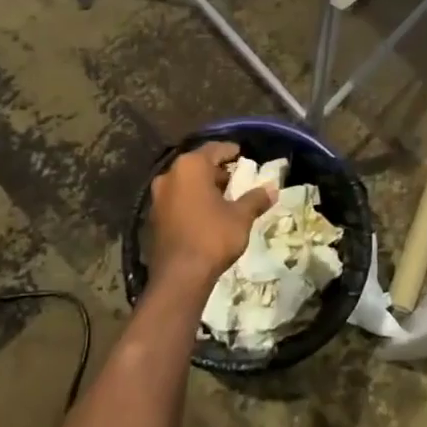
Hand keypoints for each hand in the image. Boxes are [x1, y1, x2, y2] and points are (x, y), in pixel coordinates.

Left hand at [148, 142, 273, 290]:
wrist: (179, 277)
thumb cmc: (212, 237)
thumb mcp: (240, 216)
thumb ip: (255, 199)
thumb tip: (272, 189)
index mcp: (190, 167)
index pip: (214, 149)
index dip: (230, 151)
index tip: (242, 154)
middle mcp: (170, 175)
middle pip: (197, 165)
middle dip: (216, 171)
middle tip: (236, 178)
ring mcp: (158, 197)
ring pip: (185, 183)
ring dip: (203, 186)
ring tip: (224, 197)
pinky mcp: (153, 217)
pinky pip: (176, 200)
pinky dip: (191, 201)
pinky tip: (206, 214)